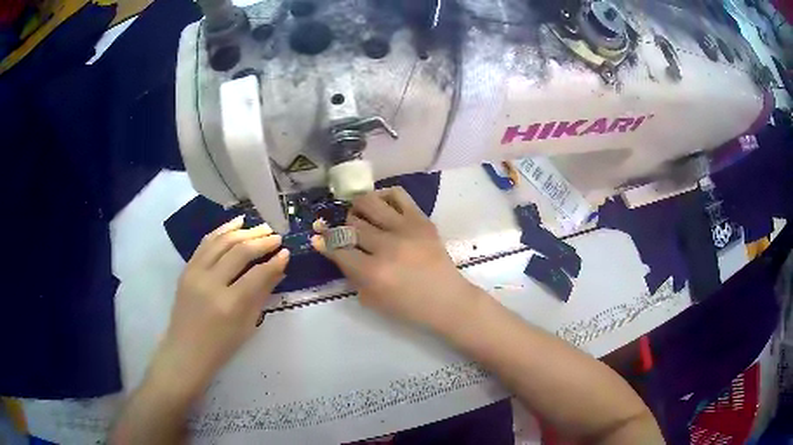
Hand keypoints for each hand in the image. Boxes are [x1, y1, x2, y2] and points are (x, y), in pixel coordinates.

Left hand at [150, 216, 288, 397]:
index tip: (287, 252)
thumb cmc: (221, 346)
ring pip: (221, 241)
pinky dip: (222, 230)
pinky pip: (206, 242)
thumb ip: (262, 294)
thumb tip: (279, 268)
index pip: (257, 274)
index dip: (274, 261)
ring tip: (261, 227)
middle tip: (277, 237)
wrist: (186, 350)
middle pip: (239, 252)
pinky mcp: (186, 268)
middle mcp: (210, 283)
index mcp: (229, 305)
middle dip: (261, 241)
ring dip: (243, 231)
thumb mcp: (247, 325)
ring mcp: (195, 273)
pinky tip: (236, 223)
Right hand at [312, 187, 476, 329]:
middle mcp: (386, 246)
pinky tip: (380, 205)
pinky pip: (397, 194)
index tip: (316, 236)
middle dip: (341, 228)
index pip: (339, 249)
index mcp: (373, 272)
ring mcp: (405, 229)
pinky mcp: (421, 219)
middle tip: (344, 232)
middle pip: (352, 225)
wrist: (447, 299)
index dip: (324, 242)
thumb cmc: (409, 307)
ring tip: (359, 214)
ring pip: (369, 203)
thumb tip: (337, 251)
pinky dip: (383, 195)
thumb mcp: (372, 300)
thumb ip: (352, 275)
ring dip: (357, 207)